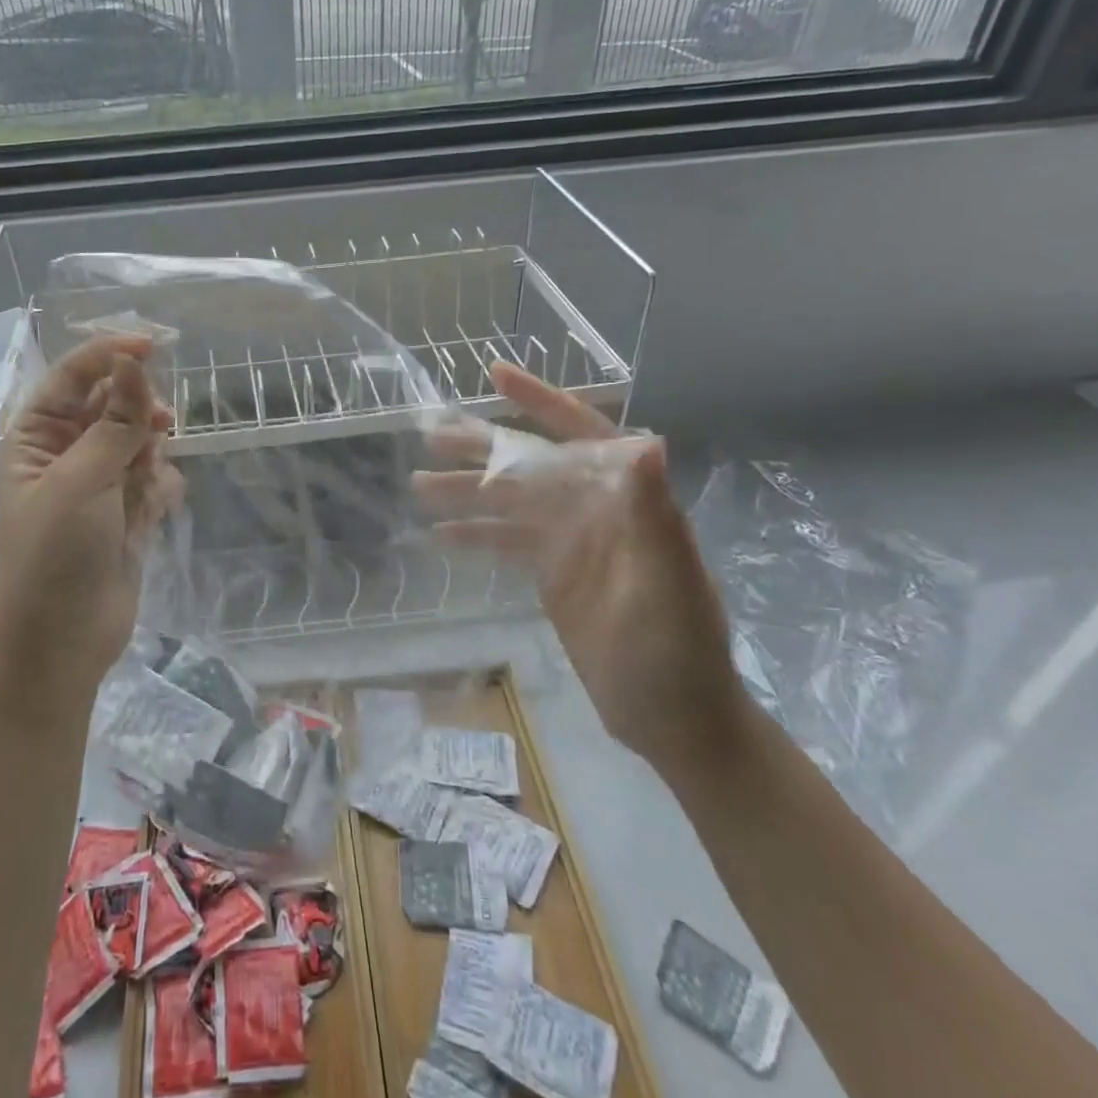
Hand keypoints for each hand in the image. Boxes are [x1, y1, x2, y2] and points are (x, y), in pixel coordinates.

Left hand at [0, 335, 182, 695]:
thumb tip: (133, 361)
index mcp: (35, 438)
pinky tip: (154, 512)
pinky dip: (159, 488)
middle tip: (158, 423)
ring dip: (149, 454)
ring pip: (139, 440)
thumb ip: (115, 422)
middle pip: (111, 405)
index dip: (109, 356)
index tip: (153, 346)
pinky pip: (154, 478)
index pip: (73, 377)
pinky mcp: (126, 513)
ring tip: (145, 484)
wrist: (61, 644)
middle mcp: (66, 454)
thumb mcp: (82, 482)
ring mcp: (98, 484)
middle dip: (136, 412)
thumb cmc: (55, 556)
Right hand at [412, 362, 742, 777]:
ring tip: (419, 483)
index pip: (580, 434)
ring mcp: (572, 544)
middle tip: (430, 434)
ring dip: (468, 492)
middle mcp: (597, 511)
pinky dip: (475, 537)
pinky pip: (508, 544)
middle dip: (484, 446)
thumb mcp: (668, 584)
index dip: (539, 402)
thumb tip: (647, 440)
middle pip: (532, 466)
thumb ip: (652, 514)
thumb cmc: (678, 653)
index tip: (493, 376)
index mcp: (626, 501)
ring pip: (512, 504)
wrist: (676, 721)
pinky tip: (439, 536)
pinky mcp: (555, 576)